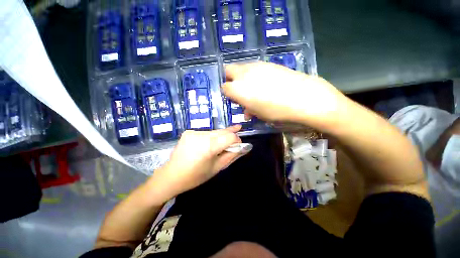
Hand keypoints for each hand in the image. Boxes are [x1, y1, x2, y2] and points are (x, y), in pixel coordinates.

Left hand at [148, 125, 247, 198]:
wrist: (171, 176)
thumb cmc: (195, 176)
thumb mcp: (217, 168)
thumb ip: (232, 156)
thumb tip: (244, 147)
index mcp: (209, 146)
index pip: (230, 137)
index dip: (237, 140)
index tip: (239, 146)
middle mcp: (201, 135)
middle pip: (222, 132)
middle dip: (231, 135)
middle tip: (237, 135)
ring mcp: (194, 132)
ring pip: (215, 132)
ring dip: (221, 137)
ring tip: (223, 143)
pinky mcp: (189, 132)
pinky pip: (206, 133)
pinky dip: (211, 137)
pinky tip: (210, 143)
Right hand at [222, 62, 348, 128]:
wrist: (304, 97)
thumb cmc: (277, 111)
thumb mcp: (258, 114)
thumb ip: (248, 109)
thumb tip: (246, 109)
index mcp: (238, 89)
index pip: (224, 88)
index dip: (228, 94)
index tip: (234, 99)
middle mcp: (244, 74)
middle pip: (228, 70)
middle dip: (230, 79)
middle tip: (239, 90)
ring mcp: (256, 65)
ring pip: (241, 67)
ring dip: (242, 76)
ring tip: (253, 87)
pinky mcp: (268, 63)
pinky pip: (254, 66)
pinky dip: (254, 73)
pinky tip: (264, 82)